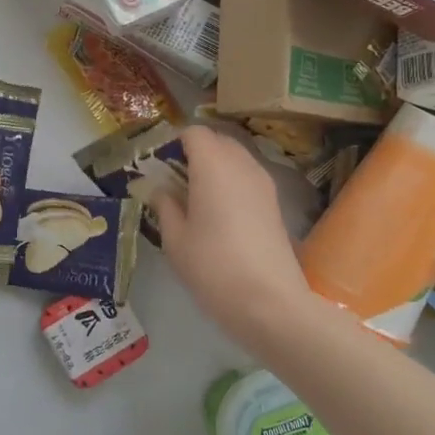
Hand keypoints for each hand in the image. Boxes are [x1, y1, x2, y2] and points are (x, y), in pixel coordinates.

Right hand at [147, 125, 316, 348]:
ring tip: (195, 197)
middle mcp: (242, 164)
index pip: (194, 132)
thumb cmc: (213, 266)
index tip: (159, 164)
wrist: (270, 302)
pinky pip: (248, 177)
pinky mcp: (275, 203)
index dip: (175, 142)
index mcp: (213, 165)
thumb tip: (160, 190)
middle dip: (195, 151)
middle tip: (174, 180)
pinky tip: (218, 213)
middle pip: (218, 140)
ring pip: (235, 158)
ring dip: (215, 167)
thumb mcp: (175, 240)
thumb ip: (165, 207)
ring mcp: (263, 183)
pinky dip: (231, 182)